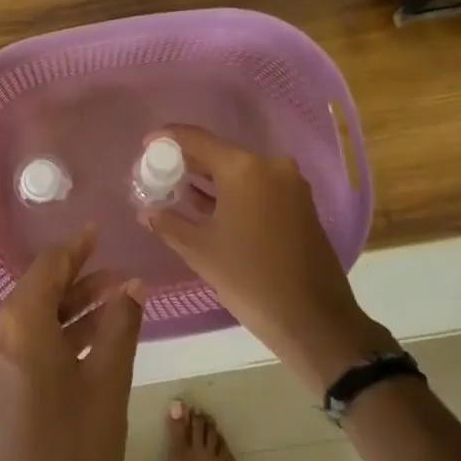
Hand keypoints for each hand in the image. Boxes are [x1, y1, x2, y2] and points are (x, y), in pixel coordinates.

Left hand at [0, 229, 144, 460]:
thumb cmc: (72, 453)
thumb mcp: (107, 384)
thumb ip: (120, 326)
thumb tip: (132, 286)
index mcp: (19, 323)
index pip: (49, 266)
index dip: (78, 247)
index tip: (101, 232)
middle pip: (41, 289)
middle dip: (83, 280)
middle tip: (123, 275)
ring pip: (37, 317)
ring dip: (74, 309)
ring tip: (119, 303)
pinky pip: (29, 342)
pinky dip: (60, 334)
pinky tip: (94, 339)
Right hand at [141, 125, 398, 390]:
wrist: (315, 321)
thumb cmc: (251, 280)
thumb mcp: (201, 251)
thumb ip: (169, 224)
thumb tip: (147, 212)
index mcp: (243, 169)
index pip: (196, 139)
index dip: (167, 139)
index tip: (145, 146)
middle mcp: (270, 165)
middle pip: (219, 152)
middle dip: (187, 161)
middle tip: (158, 172)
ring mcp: (289, 183)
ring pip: (239, 170)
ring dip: (210, 179)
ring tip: (177, 189)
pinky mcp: (300, 203)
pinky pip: (257, 185)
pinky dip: (232, 191)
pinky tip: (208, 205)